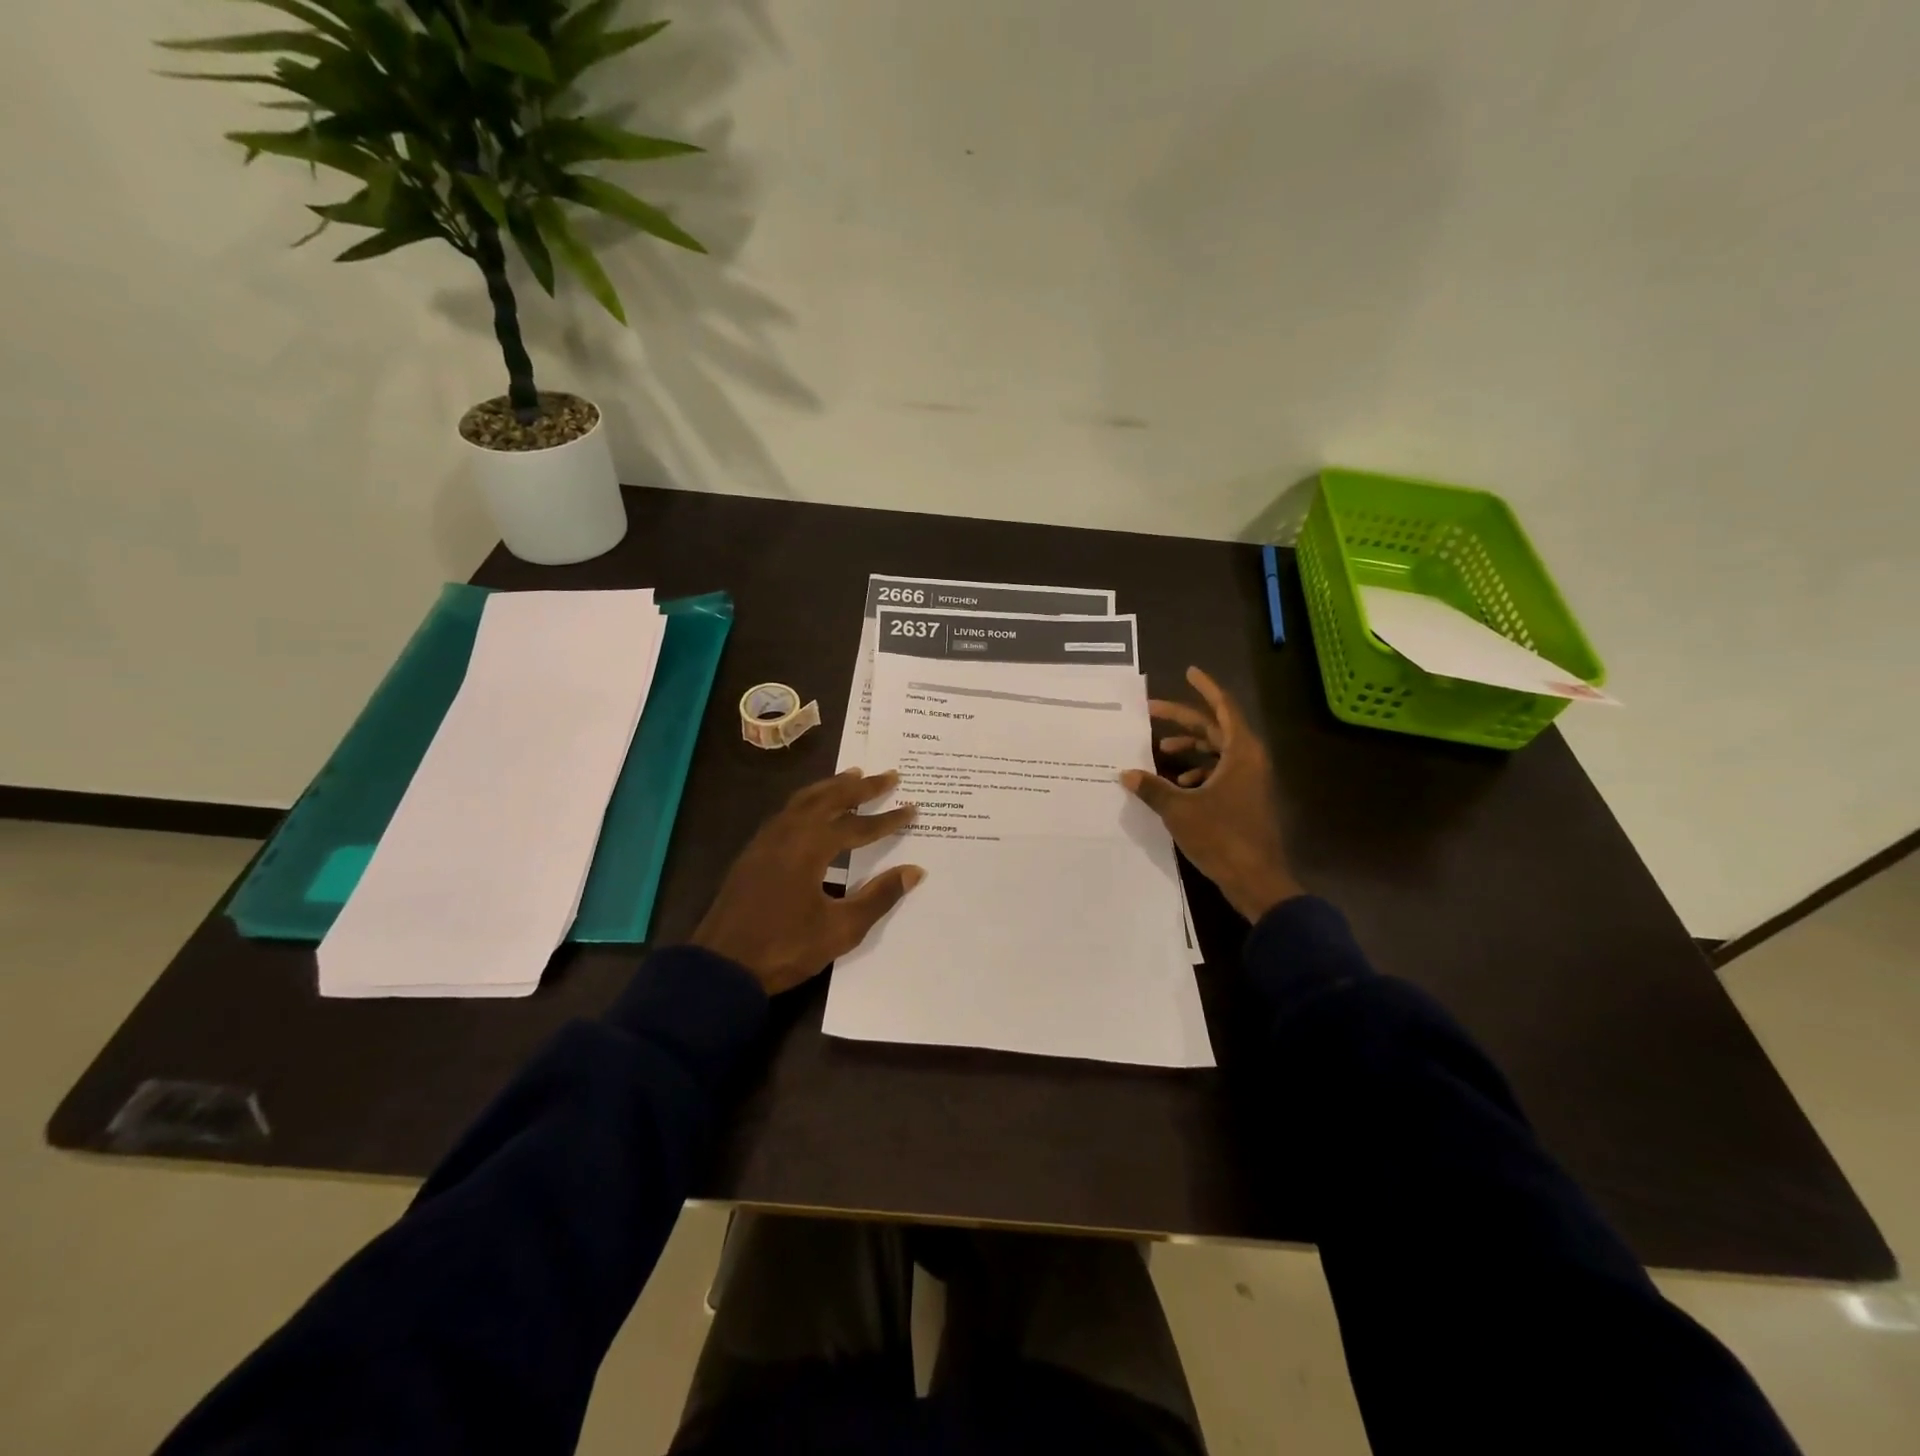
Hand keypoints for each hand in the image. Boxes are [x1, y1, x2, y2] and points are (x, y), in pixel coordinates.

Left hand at [691, 768, 925, 994]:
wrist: (721, 967)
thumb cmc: (785, 948)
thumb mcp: (840, 929)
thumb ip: (878, 897)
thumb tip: (913, 871)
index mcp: (810, 847)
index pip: (857, 826)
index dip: (887, 819)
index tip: (913, 808)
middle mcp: (788, 832)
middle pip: (830, 799)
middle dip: (861, 787)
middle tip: (888, 775)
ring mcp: (766, 840)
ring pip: (804, 799)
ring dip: (832, 787)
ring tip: (854, 775)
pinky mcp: (754, 852)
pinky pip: (787, 811)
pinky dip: (809, 800)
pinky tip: (815, 807)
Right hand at [1121, 666, 1302, 922]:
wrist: (1256, 880)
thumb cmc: (1222, 837)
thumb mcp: (1180, 810)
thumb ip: (1152, 788)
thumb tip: (1126, 773)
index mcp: (1240, 753)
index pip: (1223, 708)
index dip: (1206, 688)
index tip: (1190, 672)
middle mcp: (1248, 760)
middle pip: (1215, 729)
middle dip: (1184, 720)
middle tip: (1153, 711)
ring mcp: (1249, 781)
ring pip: (1217, 752)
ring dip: (1189, 750)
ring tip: (1160, 754)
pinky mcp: (1245, 800)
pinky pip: (1220, 773)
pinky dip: (1198, 773)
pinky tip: (1177, 787)